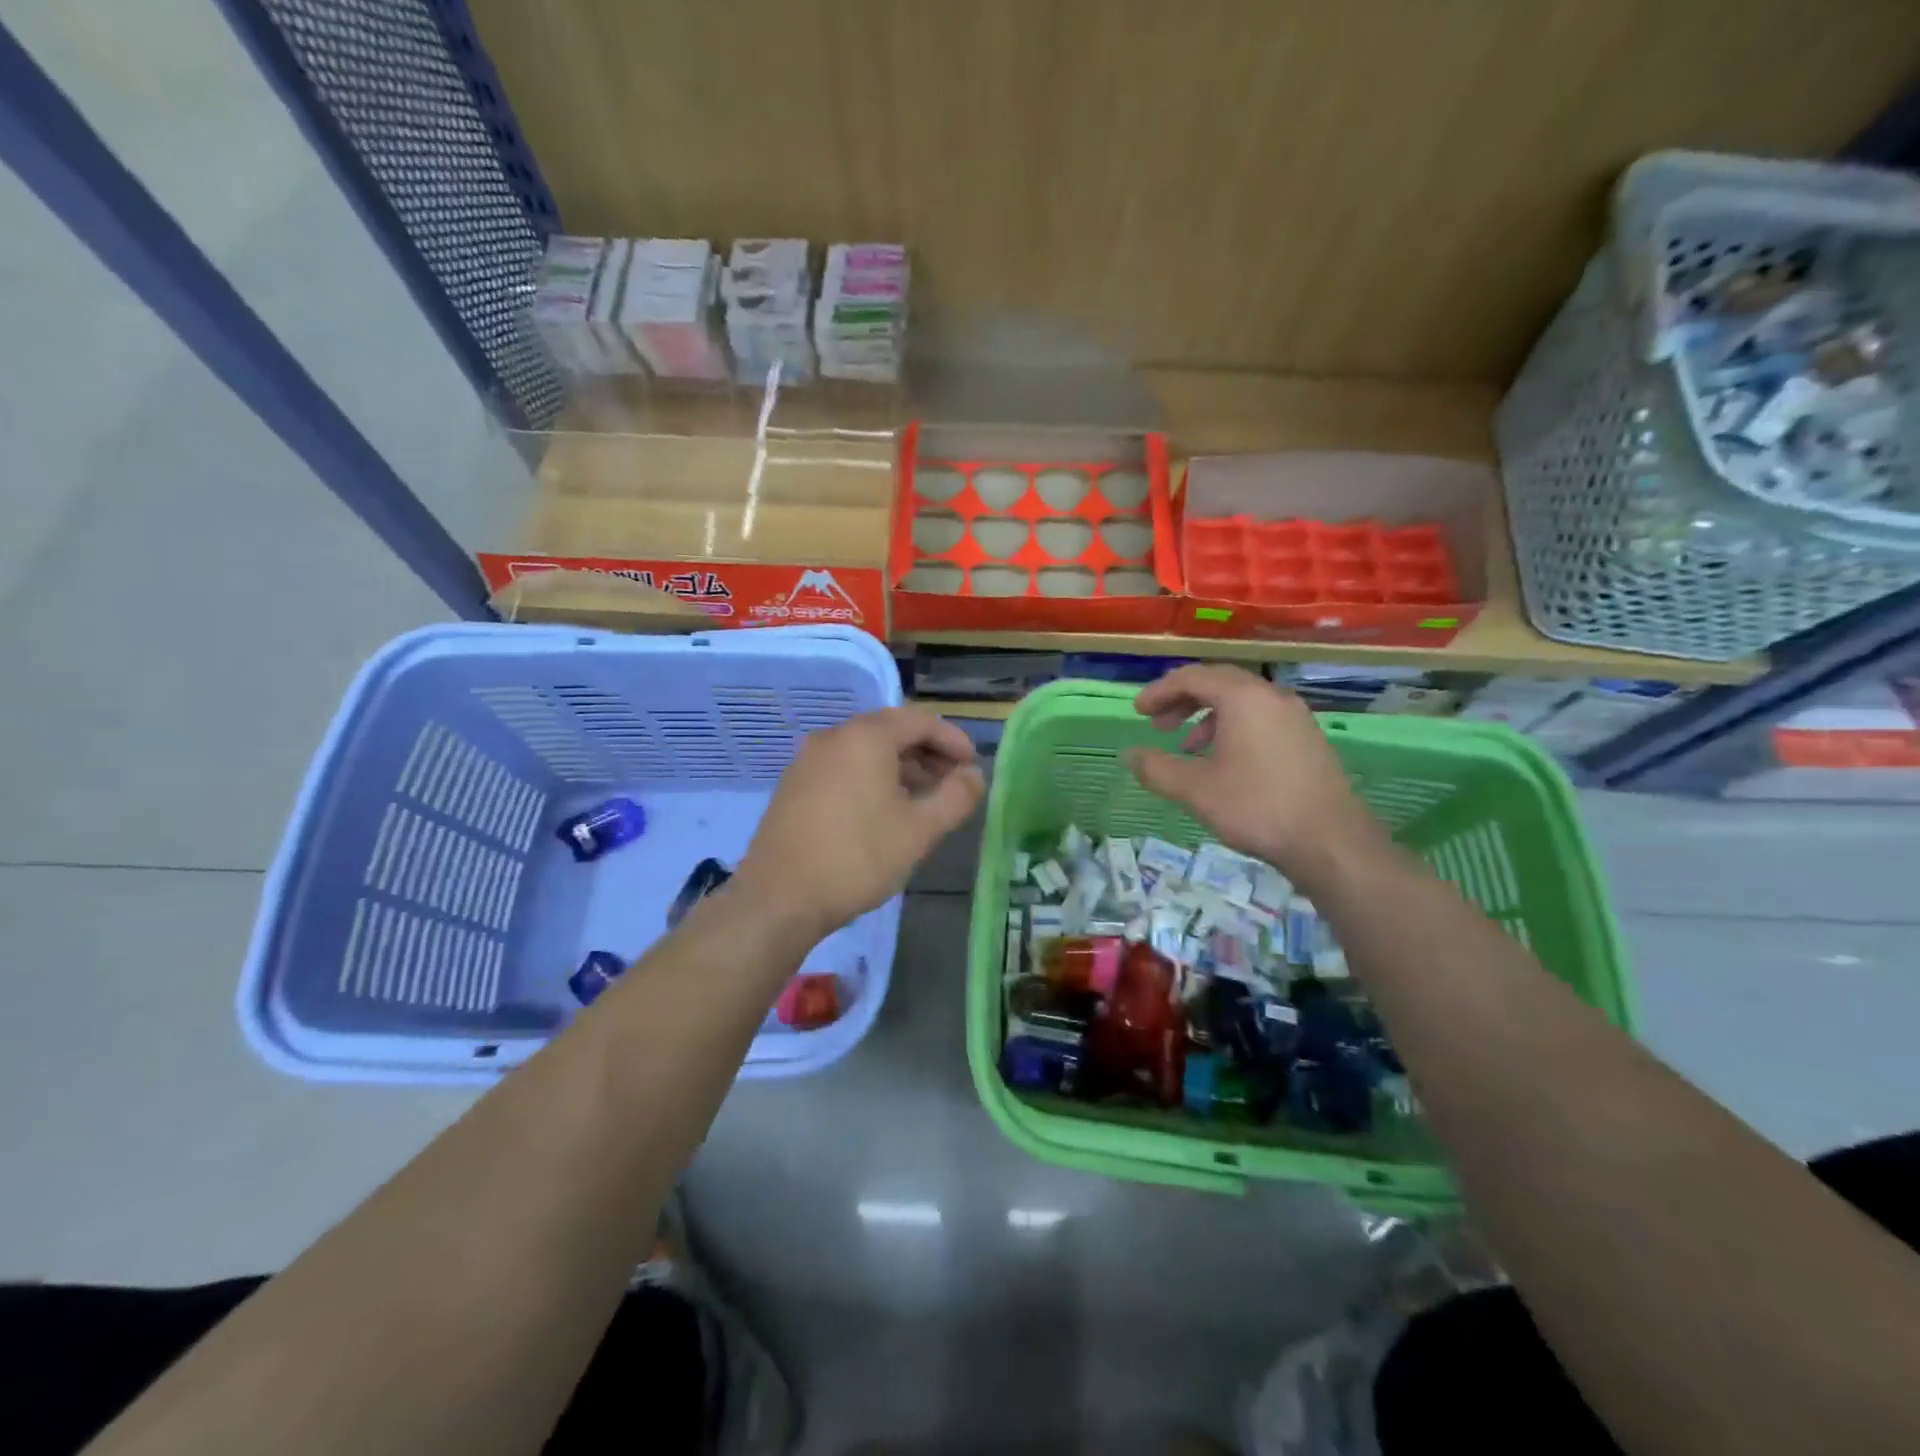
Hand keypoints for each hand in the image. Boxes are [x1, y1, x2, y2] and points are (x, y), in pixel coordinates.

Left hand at [734, 706, 984, 939]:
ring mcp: (808, 761)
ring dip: (900, 767)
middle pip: (890, 731)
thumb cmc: (858, 858)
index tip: (973, 766)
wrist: (779, 898)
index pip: (920, 721)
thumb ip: (956, 797)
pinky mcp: (793, 786)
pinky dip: (871, 778)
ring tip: (922, 800)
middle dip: (927, 753)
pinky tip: (882, 812)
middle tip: (953, 782)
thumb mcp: (920, 830)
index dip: (952, 740)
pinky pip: (843, 768)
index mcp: (866, 737)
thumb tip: (974, 775)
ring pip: (865, 751)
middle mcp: (834, 737)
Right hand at [1124, 665, 1383, 880]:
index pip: (1192, 677)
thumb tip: (1128, 755)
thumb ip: (1156, 768)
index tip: (1138, 712)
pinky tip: (1223, 762)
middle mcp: (1272, 696)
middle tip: (1158, 724)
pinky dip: (1232, 728)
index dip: (1160, 691)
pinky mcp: (1307, 739)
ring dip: (1207, 716)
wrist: (1330, 841)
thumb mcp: (1195, 789)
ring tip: (1187, 747)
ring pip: (1241, 702)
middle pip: (1218, 683)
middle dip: (1183, 700)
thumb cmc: (1256, 807)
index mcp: (1243, 697)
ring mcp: (1295, 717)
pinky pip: (1260, 719)